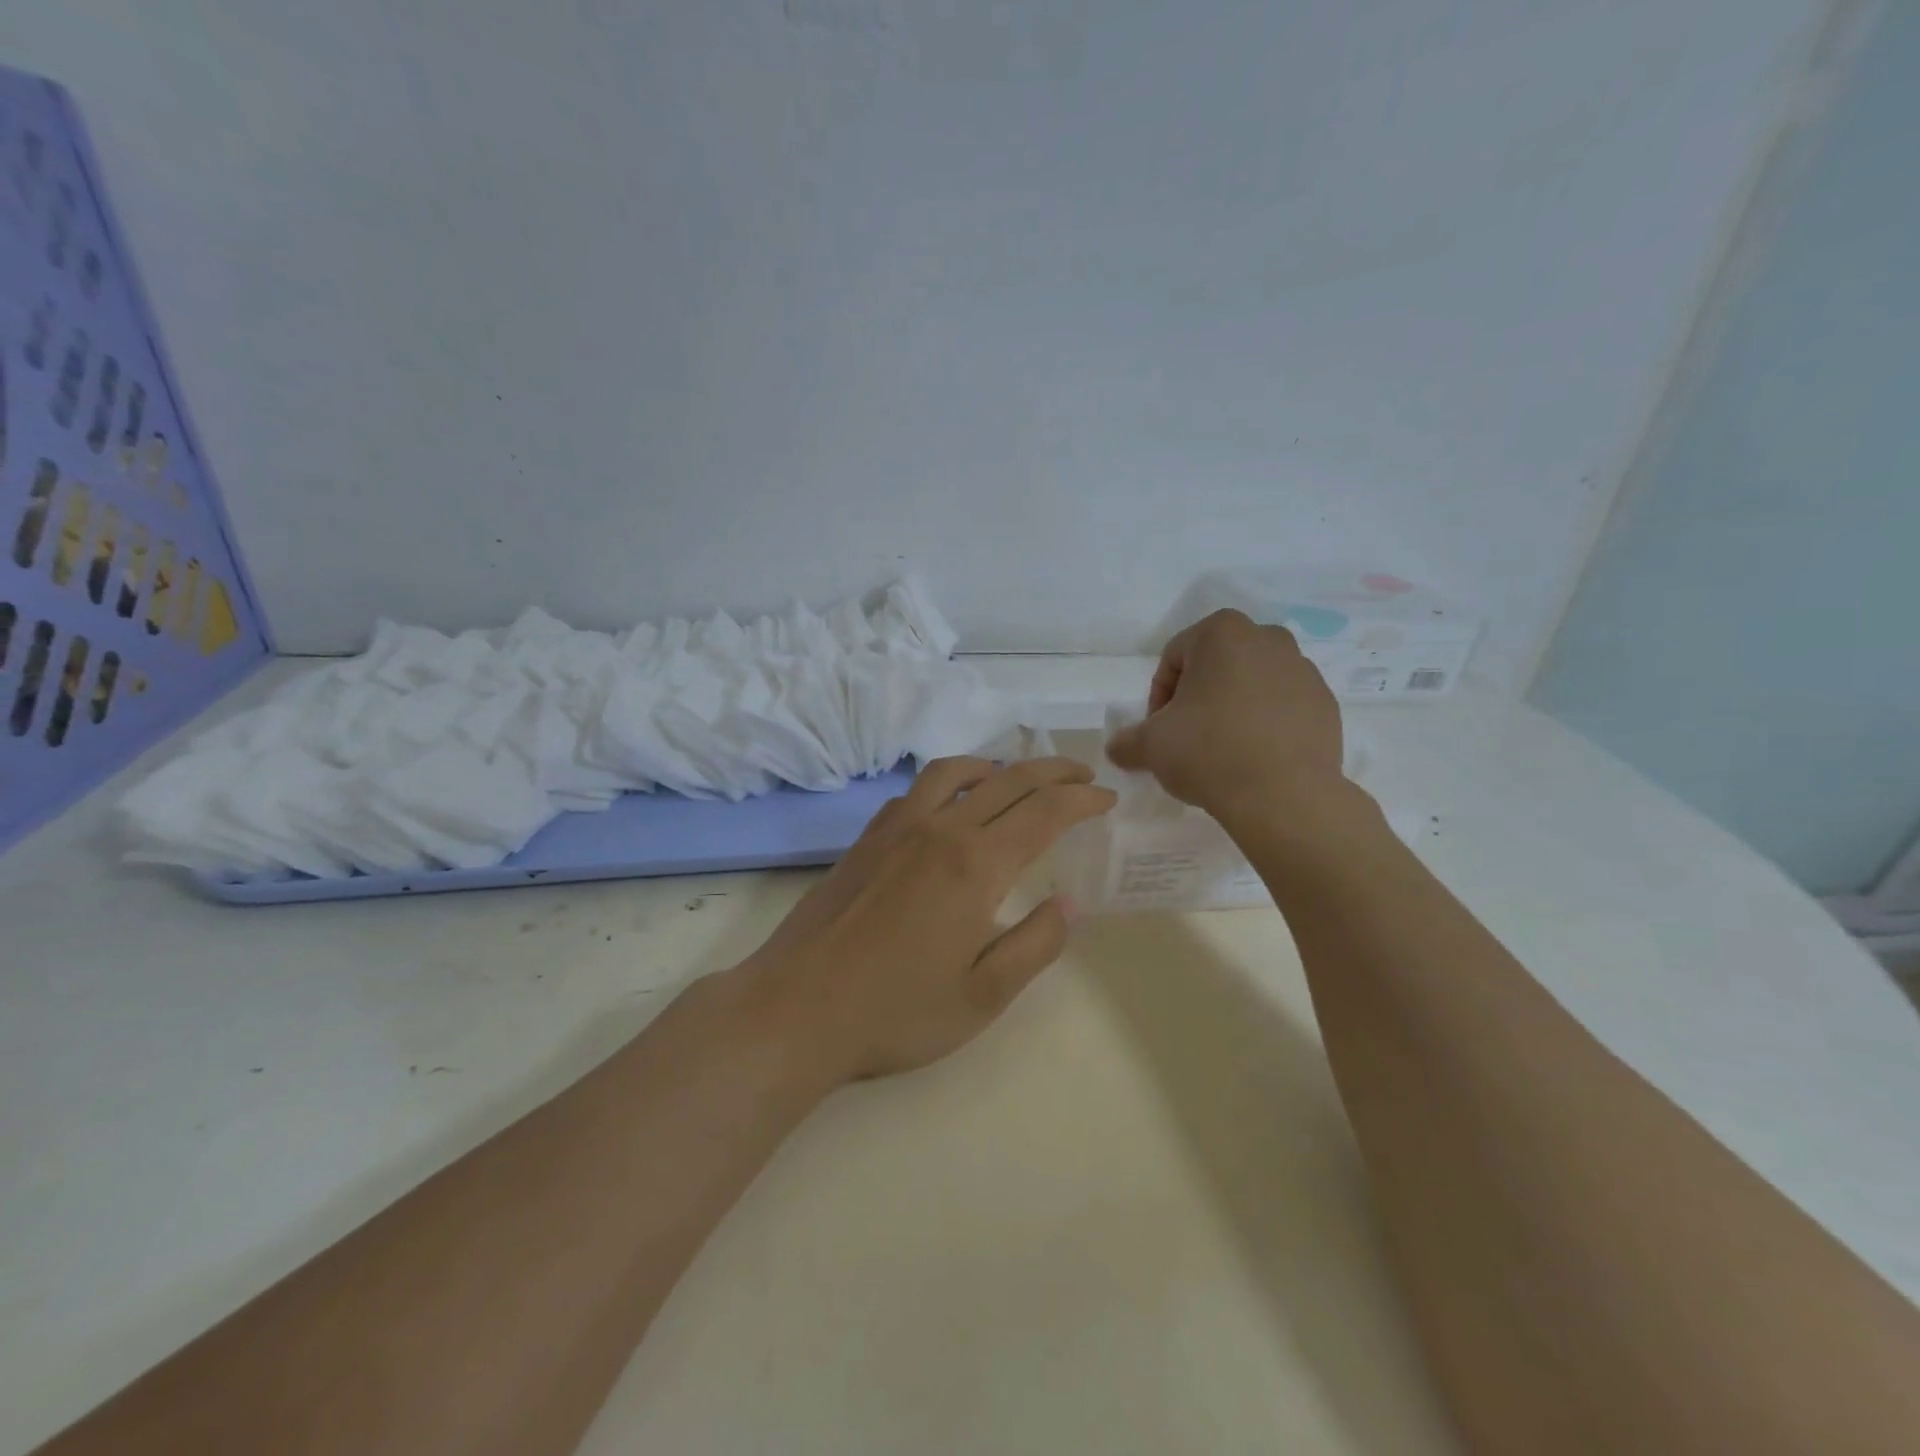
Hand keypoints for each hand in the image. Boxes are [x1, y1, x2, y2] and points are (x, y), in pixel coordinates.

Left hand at [739, 757, 1116, 1083]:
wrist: (796, 1009)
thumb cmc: (895, 1012)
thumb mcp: (982, 997)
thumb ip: (1034, 945)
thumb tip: (1068, 903)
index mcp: (975, 865)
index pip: (1044, 813)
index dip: (1082, 801)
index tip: (1107, 800)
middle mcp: (939, 830)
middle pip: (1008, 781)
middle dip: (1053, 773)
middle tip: (1082, 777)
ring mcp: (896, 828)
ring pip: (956, 773)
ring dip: (998, 766)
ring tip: (1019, 778)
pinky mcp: (866, 838)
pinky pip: (917, 789)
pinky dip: (950, 780)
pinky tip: (951, 802)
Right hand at [1106, 610, 1343, 818]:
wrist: (1284, 796)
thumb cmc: (1208, 752)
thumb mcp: (1150, 746)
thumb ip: (1126, 741)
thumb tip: (1118, 748)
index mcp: (1222, 633)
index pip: (1174, 658)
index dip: (1159, 696)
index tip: (1159, 730)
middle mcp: (1268, 639)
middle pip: (1216, 667)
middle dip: (1198, 698)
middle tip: (1187, 737)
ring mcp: (1304, 670)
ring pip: (1252, 685)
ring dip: (1232, 709)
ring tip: (1222, 751)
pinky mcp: (1326, 705)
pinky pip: (1283, 708)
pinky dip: (1265, 725)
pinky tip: (1254, 758)